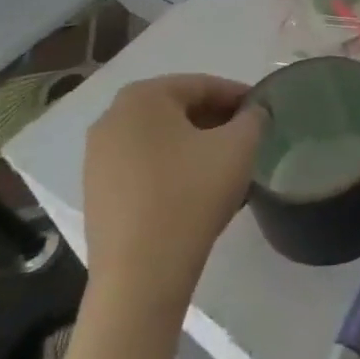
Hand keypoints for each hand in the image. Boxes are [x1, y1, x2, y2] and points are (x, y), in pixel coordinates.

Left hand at [82, 74, 266, 304]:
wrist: (140, 274)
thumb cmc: (191, 195)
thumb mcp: (239, 147)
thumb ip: (253, 118)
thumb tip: (253, 113)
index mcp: (143, 97)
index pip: (203, 85)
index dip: (239, 96)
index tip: (263, 112)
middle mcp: (111, 118)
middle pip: (177, 110)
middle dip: (215, 120)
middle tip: (247, 138)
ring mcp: (97, 157)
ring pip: (159, 139)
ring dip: (193, 145)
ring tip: (225, 166)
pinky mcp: (96, 192)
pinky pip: (142, 167)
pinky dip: (170, 169)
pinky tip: (195, 191)